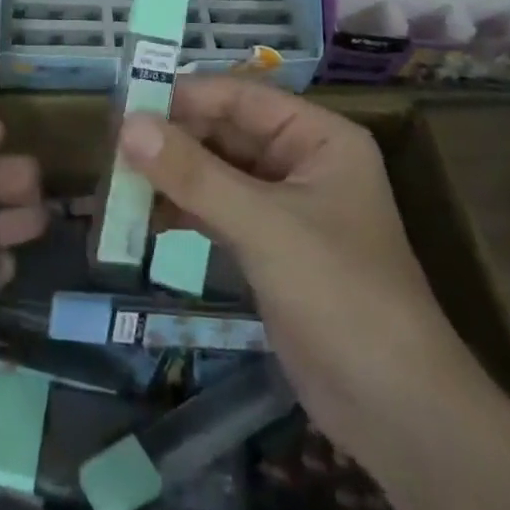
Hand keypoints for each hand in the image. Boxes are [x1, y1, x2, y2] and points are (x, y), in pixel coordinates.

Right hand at [117, 78, 466, 474]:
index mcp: (316, 136)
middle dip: (171, 141)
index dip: (183, 97)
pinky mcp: (268, 247)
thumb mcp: (264, 226)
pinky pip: (217, 211)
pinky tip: (144, 221)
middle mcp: (300, 160)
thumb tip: (127, 125)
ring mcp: (284, 205)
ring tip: (117, 184)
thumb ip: (194, 174)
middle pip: (224, 132)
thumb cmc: (340, 294)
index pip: (239, 96)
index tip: (125, 105)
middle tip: (111, 148)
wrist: (398, 412)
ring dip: (171, 177)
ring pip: (216, 172)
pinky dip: (183, 211)